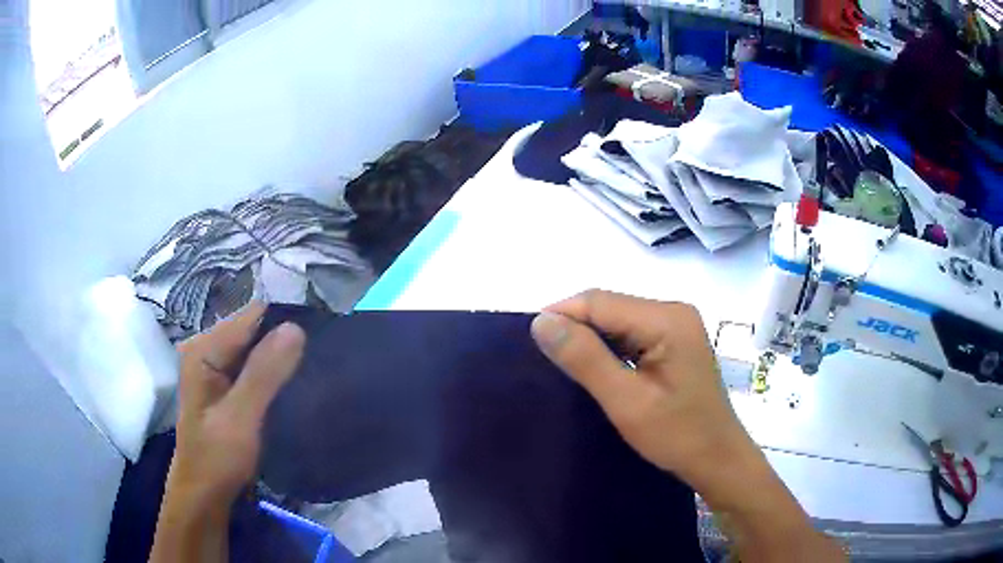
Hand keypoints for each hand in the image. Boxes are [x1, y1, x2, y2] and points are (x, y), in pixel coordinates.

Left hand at [150, 302, 304, 562]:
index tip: (320, 335)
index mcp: (204, 349)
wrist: (205, 494)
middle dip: (286, 342)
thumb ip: (263, 374)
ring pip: (258, 351)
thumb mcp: (239, 419)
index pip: (251, 317)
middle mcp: (209, 350)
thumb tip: (295, 327)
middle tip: (320, 359)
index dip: (285, 322)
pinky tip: (296, 386)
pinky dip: (276, 376)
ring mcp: (217, 369)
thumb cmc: (217, 459)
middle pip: (255, 332)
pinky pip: (257, 370)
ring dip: (284, 360)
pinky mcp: (228, 386)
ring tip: (314, 371)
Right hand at [530, 290, 846, 561]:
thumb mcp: (626, 401)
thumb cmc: (677, 435)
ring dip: (590, 340)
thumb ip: (585, 359)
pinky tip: (595, 369)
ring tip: (565, 366)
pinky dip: (608, 348)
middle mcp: (673, 311)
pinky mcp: (674, 341)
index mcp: (667, 318)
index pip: (600, 301)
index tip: (531, 343)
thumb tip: (541, 321)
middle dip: (575, 328)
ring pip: (617, 320)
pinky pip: (631, 334)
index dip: (561, 316)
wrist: (717, 459)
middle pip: (609, 307)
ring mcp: (676, 325)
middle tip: (546, 360)